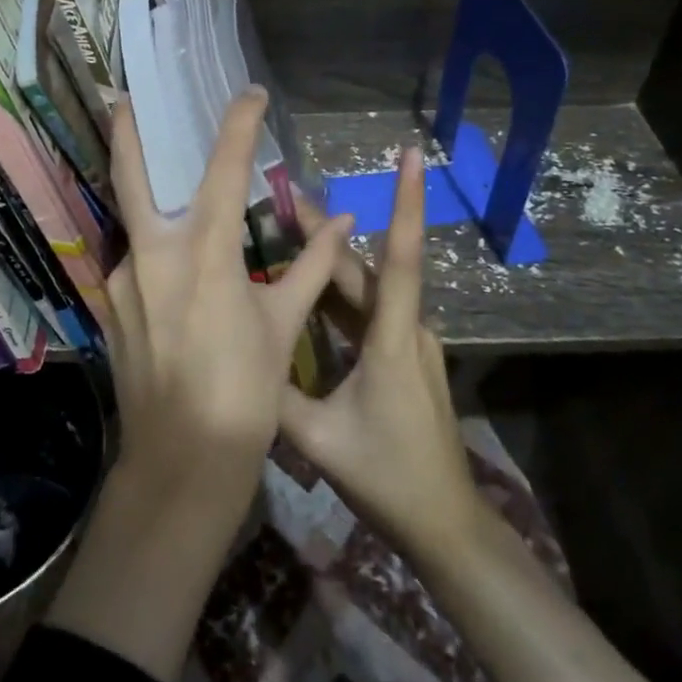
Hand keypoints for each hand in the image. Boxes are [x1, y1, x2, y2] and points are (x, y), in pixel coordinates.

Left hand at [103, 88, 353, 501]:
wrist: (182, 462)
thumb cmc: (244, 392)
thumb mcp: (281, 325)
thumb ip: (310, 268)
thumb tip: (344, 224)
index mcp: (204, 252)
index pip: (222, 168)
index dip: (238, 124)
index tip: (251, 93)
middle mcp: (152, 254)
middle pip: (130, 177)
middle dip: (127, 133)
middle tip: (124, 98)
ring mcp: (121, 281)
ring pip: (133, 223)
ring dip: (148, 202)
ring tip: (170, 193)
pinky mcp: (109, 307)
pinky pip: (133, 264)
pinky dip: (153, 253)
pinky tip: (172, 272)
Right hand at [278, 145, 482, 563]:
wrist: (445, 524)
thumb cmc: (387, 477)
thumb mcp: (318, 439)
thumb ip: (275, 395)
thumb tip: (236, 354)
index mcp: (392, 339)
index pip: (401, 258)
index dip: (408, 204)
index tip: (416, 157)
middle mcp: (406, 329)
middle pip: (367, 267)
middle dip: (328, 229)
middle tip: (284, 196)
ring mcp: (408, 343)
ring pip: (366, 288)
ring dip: (330, 258)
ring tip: (288, 228)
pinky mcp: (403, 358)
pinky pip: (368, 312)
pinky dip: (337, 292)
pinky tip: (308, 286)